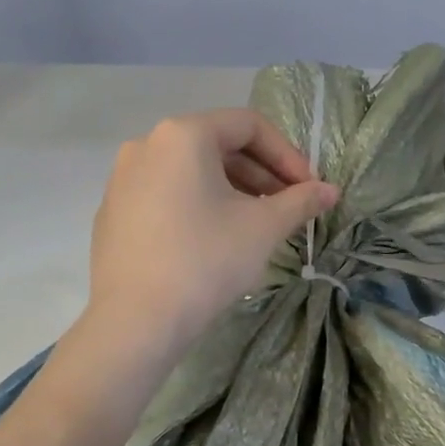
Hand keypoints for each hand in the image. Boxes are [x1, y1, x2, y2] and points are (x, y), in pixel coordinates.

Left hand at [84, 109, 337, 360]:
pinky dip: (198, 205)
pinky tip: (214, 240)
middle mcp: (147, 145)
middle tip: (289, 207)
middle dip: (261, 174)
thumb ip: (300, 201)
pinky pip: (166, 194)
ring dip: (232, 190)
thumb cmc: (206, 261)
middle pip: (217, 145)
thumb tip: (330, 191)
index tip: (308, 189)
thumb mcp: (263, 228)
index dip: (287, 154)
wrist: (135, 320)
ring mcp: (123, 179)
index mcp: (183, 135)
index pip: (248, 125)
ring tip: (256, 225)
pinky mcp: (114, 212)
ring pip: (191, 171)